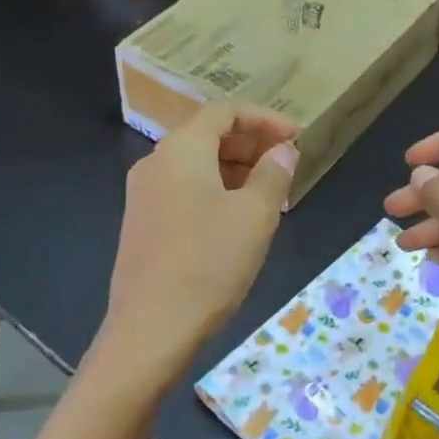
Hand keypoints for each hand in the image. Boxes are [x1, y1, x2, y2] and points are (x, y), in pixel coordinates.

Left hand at [103, 101, 298, 377]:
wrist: (151, 327)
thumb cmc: (209, 262)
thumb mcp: (255, 215)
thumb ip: (273, 174)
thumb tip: (282, 151)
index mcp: (181, 149)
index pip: (224, 111)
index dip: (264, 119)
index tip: (297, 139)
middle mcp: (155, 162)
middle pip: (206, 134)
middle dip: (250, 143)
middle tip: (286, 164)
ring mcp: (143, 194)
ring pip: (195, 164)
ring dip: (234, 169)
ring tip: (269, 193)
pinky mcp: (141, 222)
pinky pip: (182, 189)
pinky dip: (213, 190)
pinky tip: (237, 218)